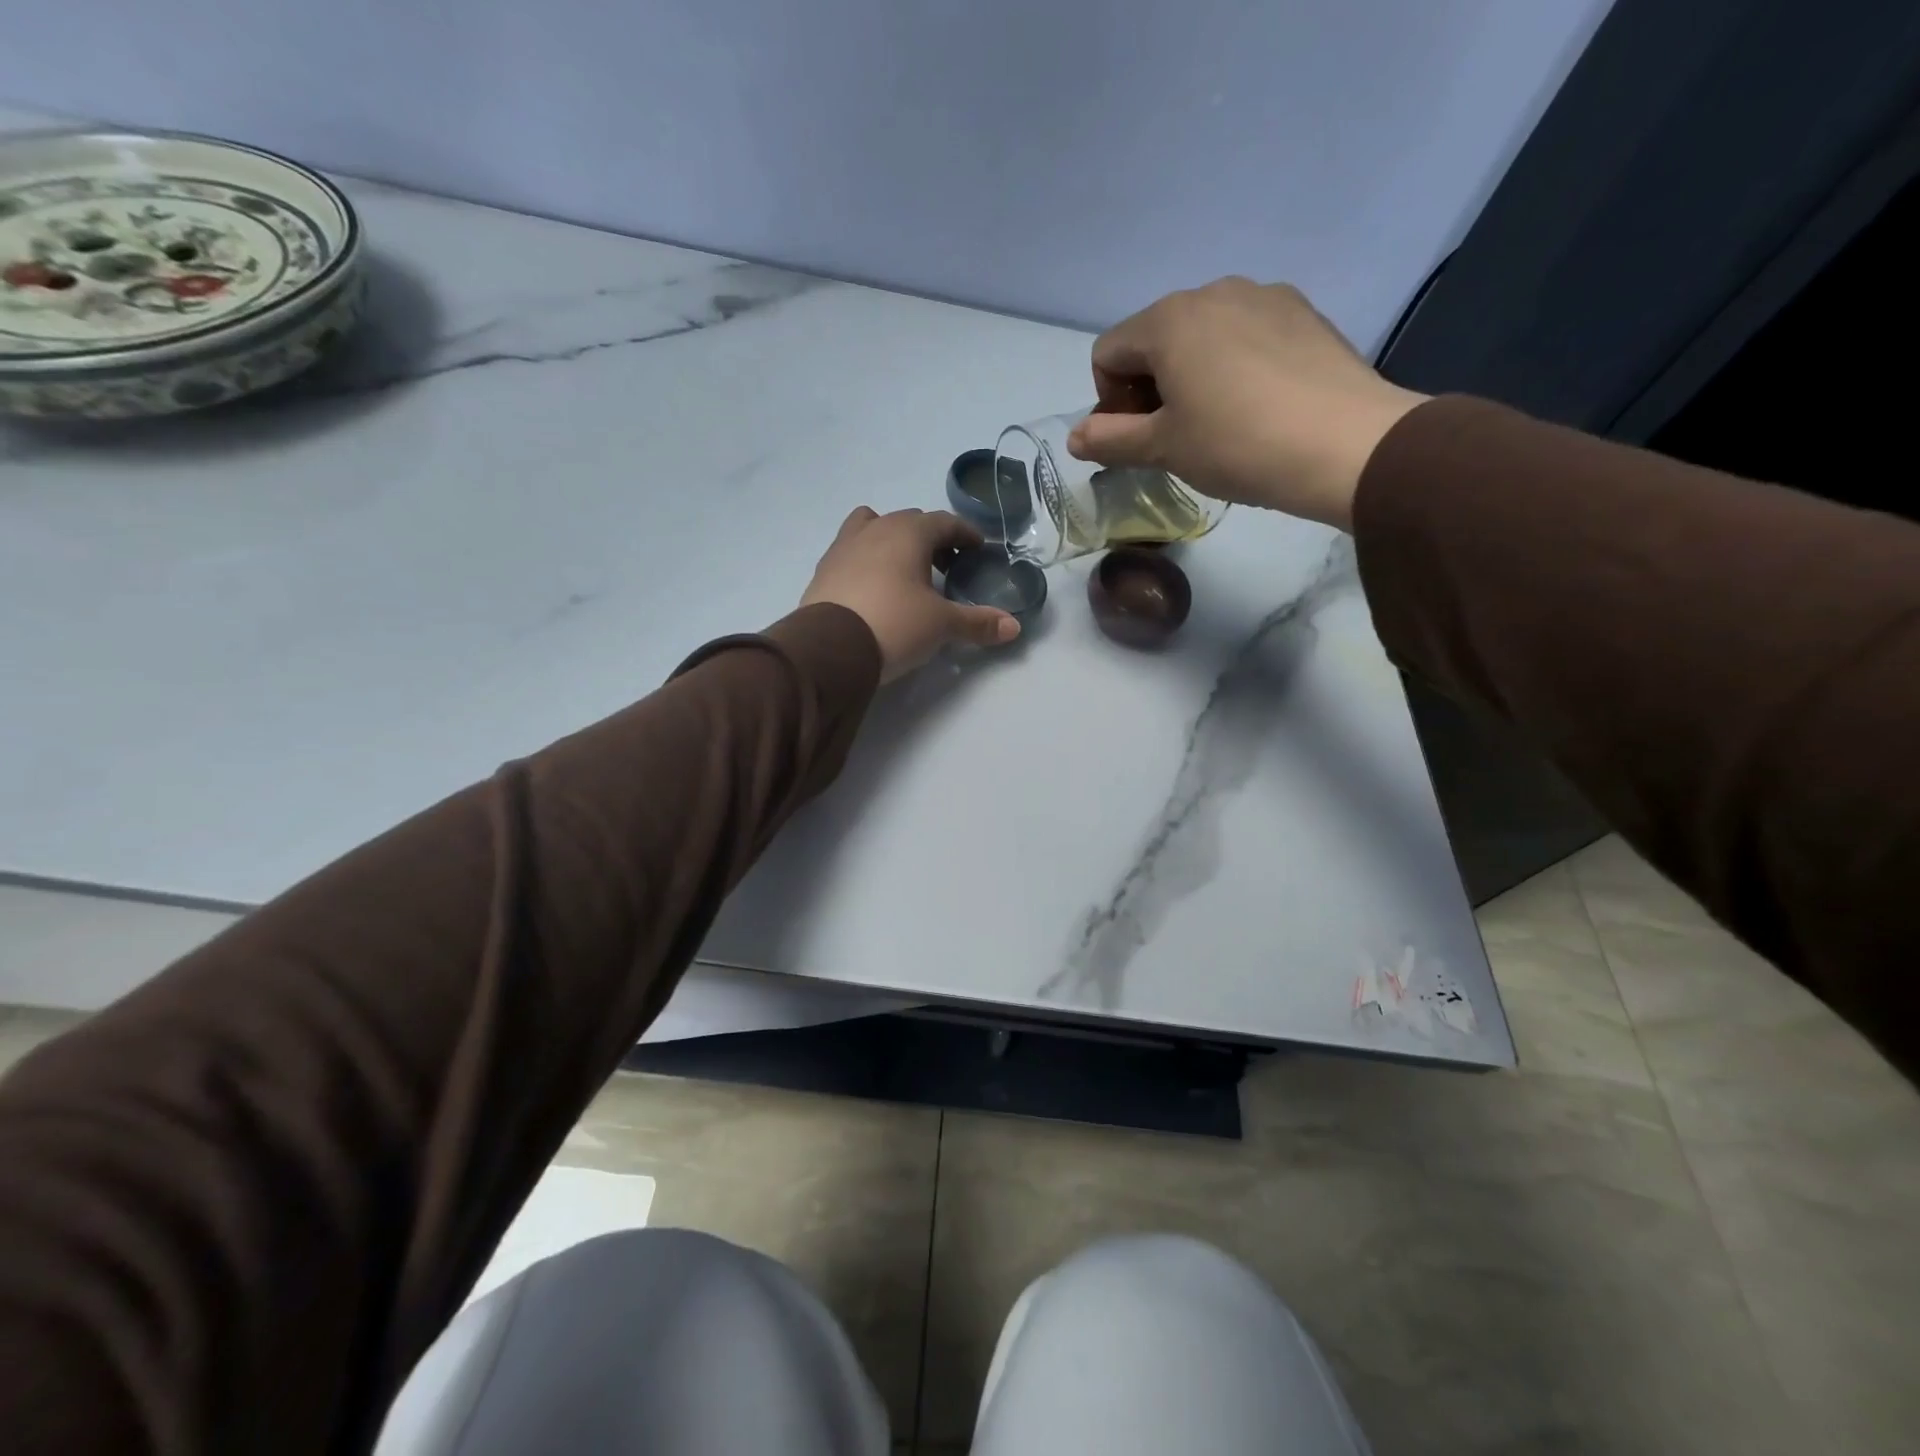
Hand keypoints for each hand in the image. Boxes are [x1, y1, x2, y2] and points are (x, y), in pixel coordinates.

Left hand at [801, 507, 1019, 680]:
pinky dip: (867, 561)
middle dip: (931, 538)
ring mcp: (843, 547)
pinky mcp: (823, 570)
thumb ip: (977, 623)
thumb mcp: (941, 625)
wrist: (829, 648)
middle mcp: (874, 529)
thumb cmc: (894, 624)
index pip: (945, 522)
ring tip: (904, 571)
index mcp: (908, 532)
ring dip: (892, 541)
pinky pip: (851, 553)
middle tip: (946, 565)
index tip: (978, 549)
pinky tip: (873, 588)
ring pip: (872, 528)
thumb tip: (1014, 628)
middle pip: (909, 522)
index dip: (965, 534)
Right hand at [1065, 278, 1429, 530]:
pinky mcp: (1302, 312)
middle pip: (1154, 339)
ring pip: (1201, 335)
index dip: (1109, 401)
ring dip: (1190, 375)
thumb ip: (1109, 440)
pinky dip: (1234, 365)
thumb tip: (1074, 437)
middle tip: (1173, 436)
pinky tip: (1258, 405)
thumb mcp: (1162, 449)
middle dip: (1149, 386)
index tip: (1136, 438)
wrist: (1344, 444)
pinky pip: (1245, 334)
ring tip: (1218, 422)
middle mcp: (1212, 291)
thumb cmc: (1235, 444)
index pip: (1107, 353)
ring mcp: (1263, 296)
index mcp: (1168, 320)